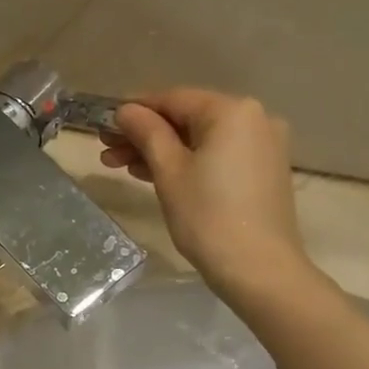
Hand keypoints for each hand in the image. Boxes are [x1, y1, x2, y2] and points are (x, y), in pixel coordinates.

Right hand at [101, 89, 314, 299]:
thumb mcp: (169, 172)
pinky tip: (156, 175)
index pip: (173, 99)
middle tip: (107, 151)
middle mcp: (254, 118)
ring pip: (201, 139)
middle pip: (188, 118)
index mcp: (231, 110)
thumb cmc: (208, 217)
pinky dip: (188, 162)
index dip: (135, 110)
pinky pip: (218, 155)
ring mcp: (263, 145)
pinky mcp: (264, 171)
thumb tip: (126, 110)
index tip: (104, 124)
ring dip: (162, 151)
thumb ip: (147, 133)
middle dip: (145, 134)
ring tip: (124, 167)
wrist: (258, 269)